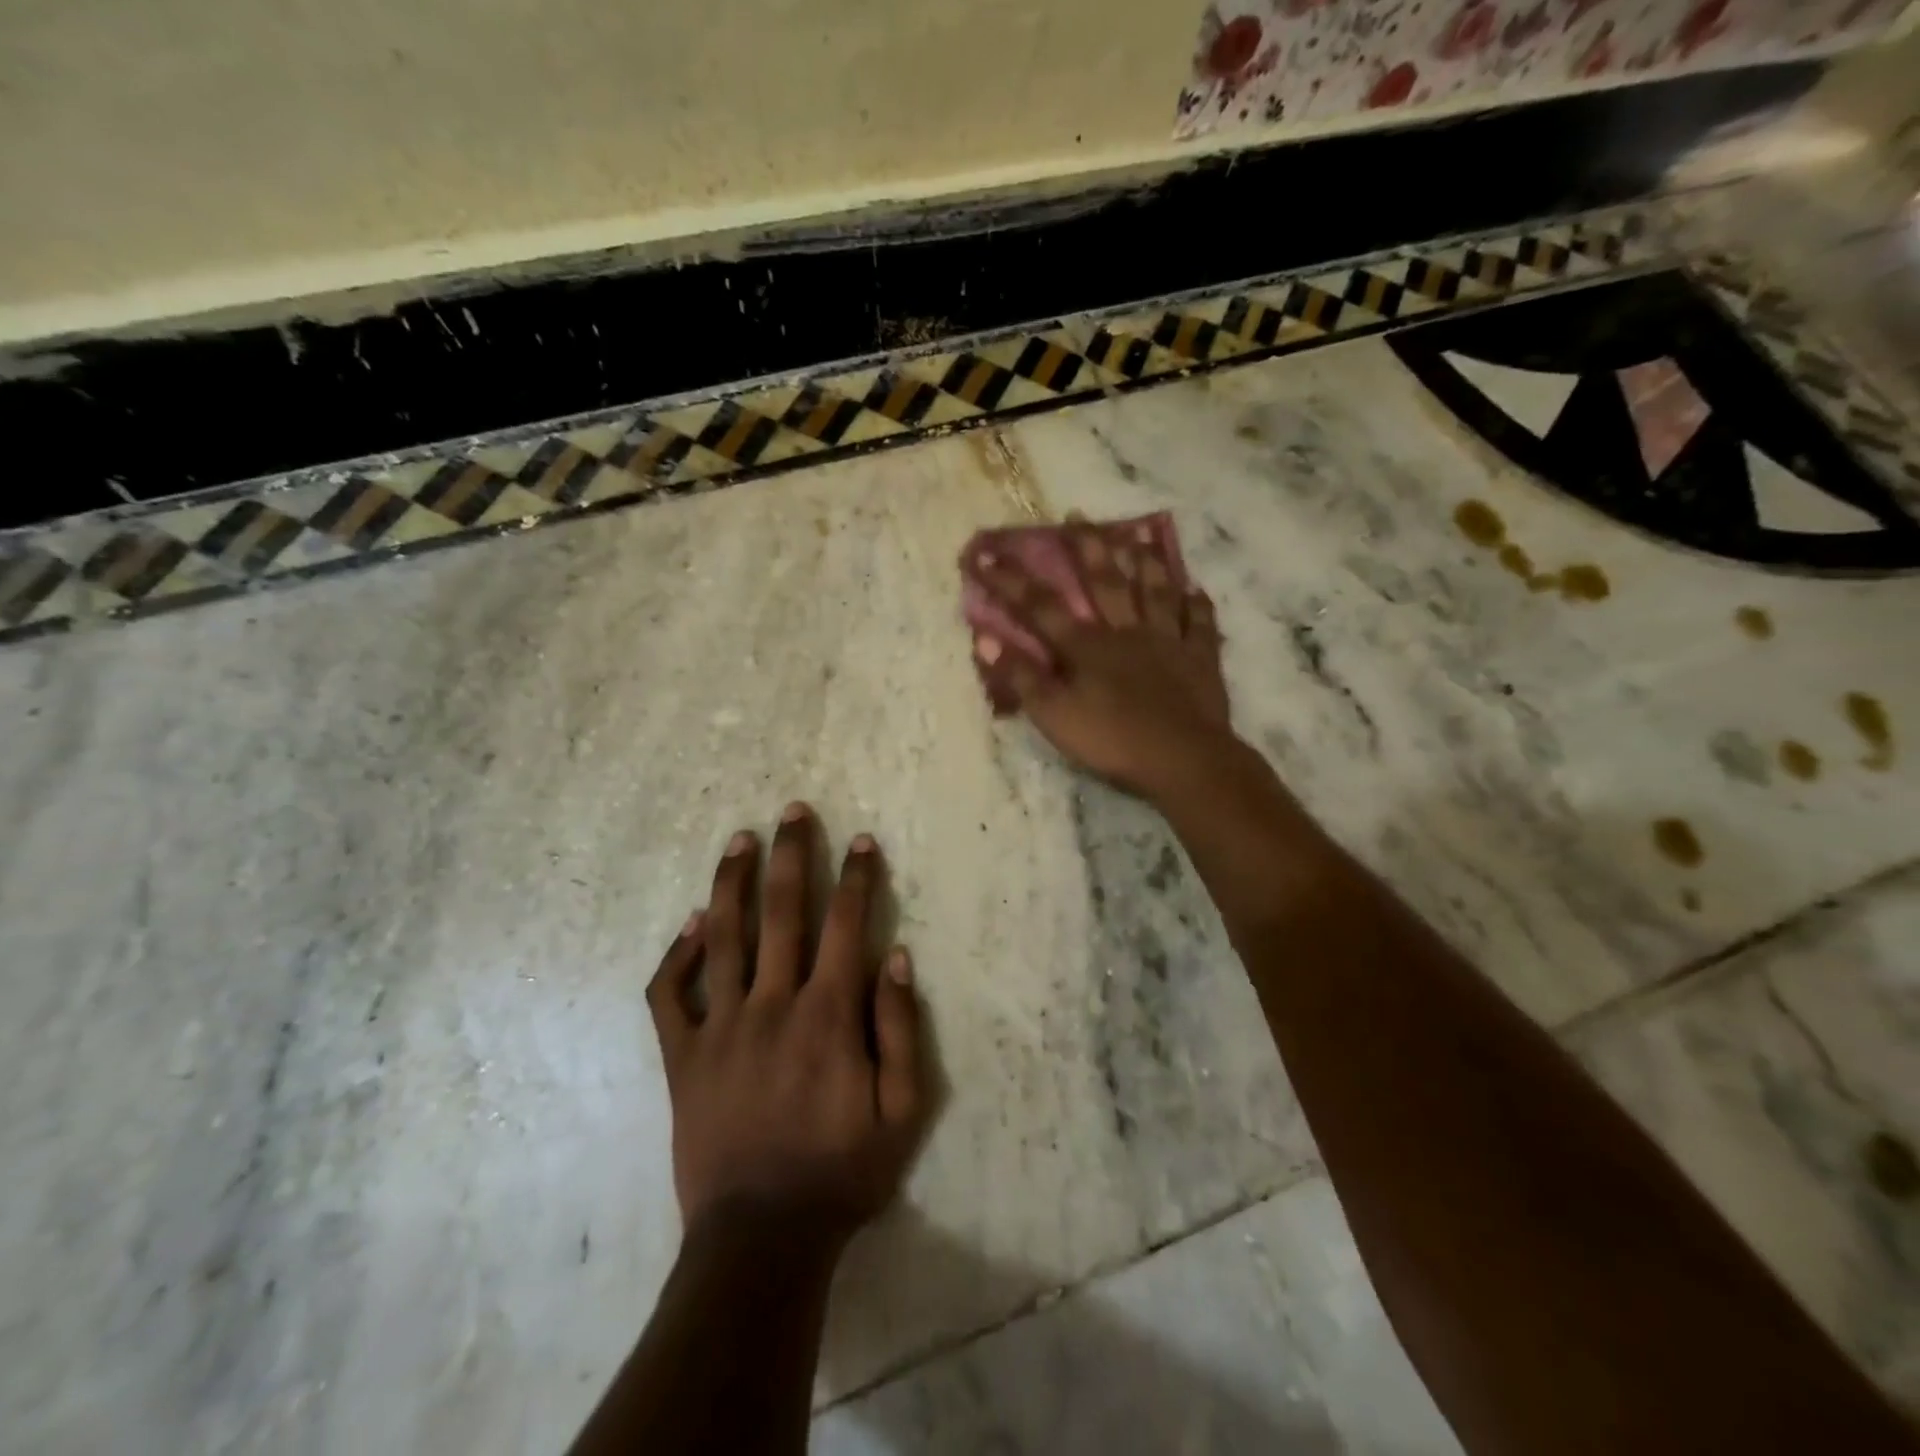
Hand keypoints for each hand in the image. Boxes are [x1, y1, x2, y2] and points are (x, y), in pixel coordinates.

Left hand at [647, 805, 927, 1249]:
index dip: (857, 878)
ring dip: (732, 882)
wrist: (760, 1240)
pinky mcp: (683, 1057)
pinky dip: (678, 955)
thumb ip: (901, 1029)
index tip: (862, 841)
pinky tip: (691, 924)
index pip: (847, 926)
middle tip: (793, 811)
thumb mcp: (902, 1111)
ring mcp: (720, 1028)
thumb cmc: (842, 1173)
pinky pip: (670, 995)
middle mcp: (772, 1005)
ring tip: (739, 839)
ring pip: (723, 937)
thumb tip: (897, 957)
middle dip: (792, 855)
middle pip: (782, 913)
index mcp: (828, 1015)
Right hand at [972, 523, 1234, 799]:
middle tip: (1078, 516)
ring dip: (1146, 563)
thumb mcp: (1053, 715)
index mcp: (1087, 647)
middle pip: (1105, 582)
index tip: (985, 555)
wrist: (1182, 760)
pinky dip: (1197, 605)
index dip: (1010, 581)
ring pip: (1156, 592)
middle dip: (1088, 549)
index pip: (1041, 607)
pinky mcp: (1200, 660)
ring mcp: (1167, 642)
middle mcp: (1126, 632)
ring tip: (1139, 535)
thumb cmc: (1111, 740)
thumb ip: (1022, 677)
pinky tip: (1196, 590)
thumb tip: (985, 639)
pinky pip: (1199, 624)